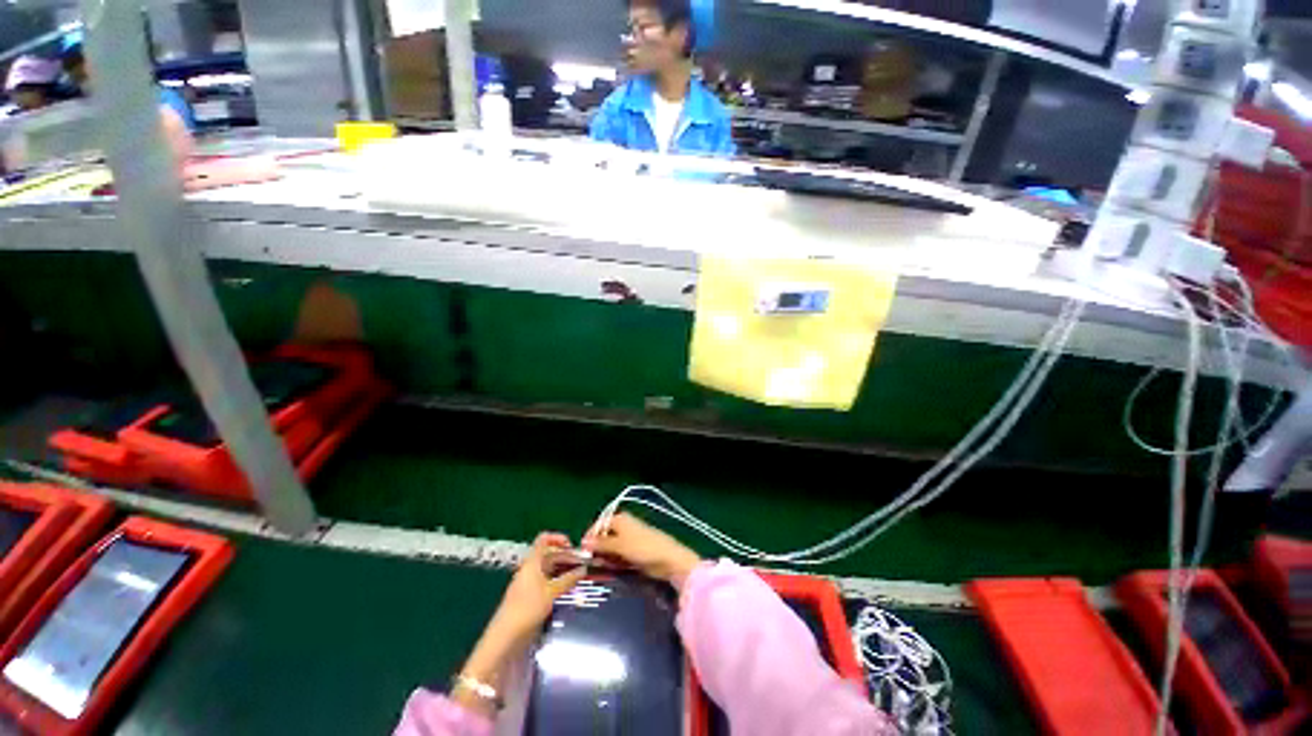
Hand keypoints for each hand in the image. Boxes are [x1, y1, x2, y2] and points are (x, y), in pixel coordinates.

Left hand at [495, 533, 586, 637]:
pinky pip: (546, 582)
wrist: (505, 637)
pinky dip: (557, 581)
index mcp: (532, 562)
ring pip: (548, 569)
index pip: (544, 539)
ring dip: (562, 570)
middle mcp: (529, 568)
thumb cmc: (528, 608)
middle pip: (548, 554)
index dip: (558, 537)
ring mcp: (528, 583)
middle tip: (581, 563)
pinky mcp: (529, 596)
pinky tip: (567, 590)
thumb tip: (583, 569)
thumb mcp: (552, 593)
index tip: (572, 545)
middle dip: (564, 555)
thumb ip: (568, 580)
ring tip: (578, 576)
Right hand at [584, 512, 701, 591]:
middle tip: (589, 563)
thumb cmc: (643, 547)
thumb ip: (601, 544)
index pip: (600, 524)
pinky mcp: (634, 553)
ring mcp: (630, 540)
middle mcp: (624, 527)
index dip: (591, 536)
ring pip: (611, 547)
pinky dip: (613, 562)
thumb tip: (583, 542)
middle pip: (605, 536)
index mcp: (620, 519)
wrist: (668, 560)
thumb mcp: (620, 545)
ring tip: (598, 568)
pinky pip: (619, 556)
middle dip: (597, 548)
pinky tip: (610, 570)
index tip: (582, 551)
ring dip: (605, 557)